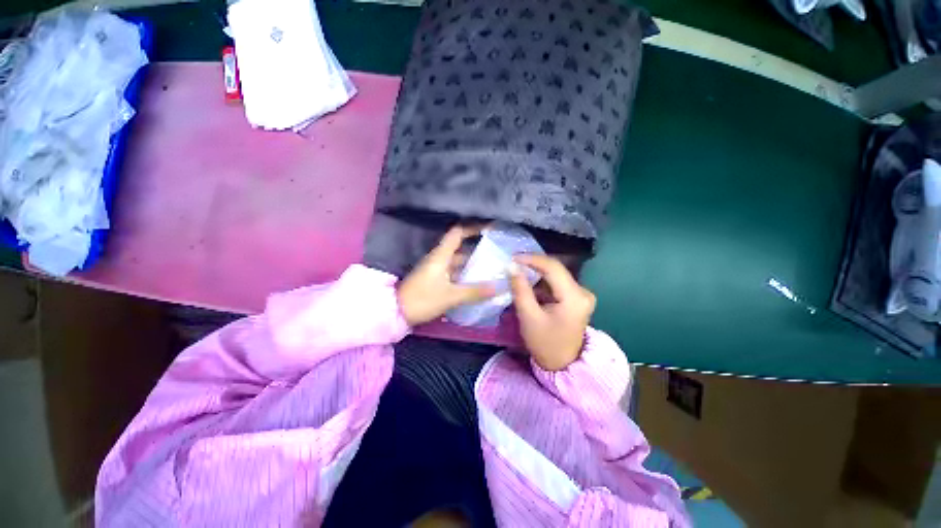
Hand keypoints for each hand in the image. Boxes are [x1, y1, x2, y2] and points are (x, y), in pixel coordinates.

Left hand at [397, 226, 495, 325]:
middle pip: (461, 247)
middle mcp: (439, 258)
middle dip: (478, 249)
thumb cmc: (423, 299)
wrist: (397, 312)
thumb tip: (498, 287)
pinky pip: (454, 272)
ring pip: (458, 261)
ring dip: (473, 264)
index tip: (490, 229)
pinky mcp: (435, 279)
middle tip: (497, 252)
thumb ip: (475, 292)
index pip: (457, 233)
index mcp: (441, 255)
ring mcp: (436, 268)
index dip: (473, 228)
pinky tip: (477, 282)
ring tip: (492, 267)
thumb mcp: (451, 296)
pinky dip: (466, 274)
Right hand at [510, 254, 595, 370]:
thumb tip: (512, 267)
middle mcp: (583, 292)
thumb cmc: (544, 343)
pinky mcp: (577, 298)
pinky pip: (557, 282)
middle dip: (533, 264)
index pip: (553, 268)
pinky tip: (529, 283)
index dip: (532, 259)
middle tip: (513, 263)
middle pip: (556, 269)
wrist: (562, 364)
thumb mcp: (529, 316)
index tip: (513, 258)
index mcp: (574, 298)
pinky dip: (542, 281)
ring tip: (518, 271)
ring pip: (556, 274)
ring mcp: (582, 294)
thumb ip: (520, 289)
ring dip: (537, 272)